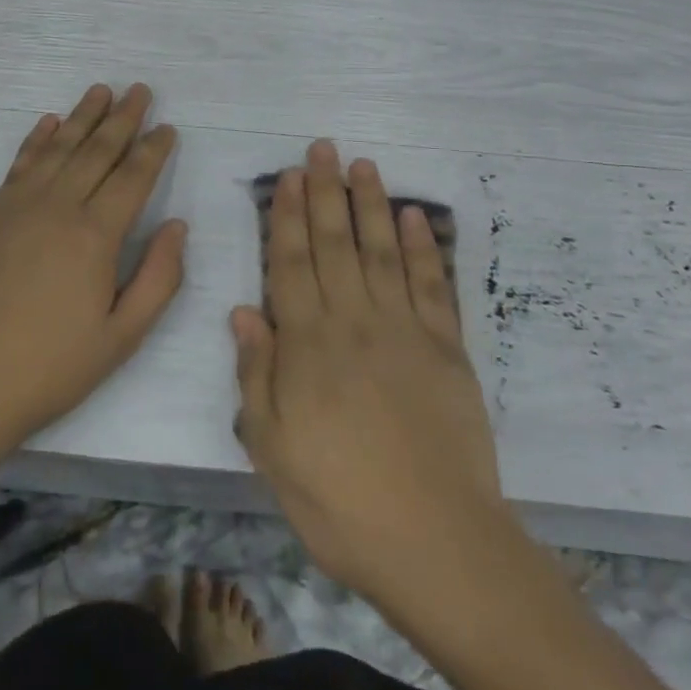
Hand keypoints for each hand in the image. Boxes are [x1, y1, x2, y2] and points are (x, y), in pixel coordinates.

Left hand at [0, 83, 184, 467]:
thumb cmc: (47, 370)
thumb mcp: (120, 338)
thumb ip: (158, 278)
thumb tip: (177, 226)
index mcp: (95, 235)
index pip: (133, 177)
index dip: (153, 149)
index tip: (167, 127)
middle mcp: (58, 207)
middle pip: (98, 150)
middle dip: (123, 118)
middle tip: (140, 89)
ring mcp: (17, 207)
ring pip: (59, 148)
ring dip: (83, 116)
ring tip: (102, 90)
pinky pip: (20, 164)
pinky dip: (38, 139)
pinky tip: (49, 123)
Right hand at [232, 141, 507, 608]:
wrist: (436, 541)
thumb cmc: (340, 501)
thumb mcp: (273, 450)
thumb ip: (257, 375)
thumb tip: (243, 311)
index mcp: (308, 344)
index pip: (292, 263)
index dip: (288, 216)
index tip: (289, 177)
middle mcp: (354, 321)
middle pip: (335, 243)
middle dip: (326, 191)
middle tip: (323, 148)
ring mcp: (405, 329)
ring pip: (382, 250)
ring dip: (372, 204)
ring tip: (363, 165)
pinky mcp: (447, 346)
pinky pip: (432, 285)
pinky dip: (424, 247)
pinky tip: (415, 217)